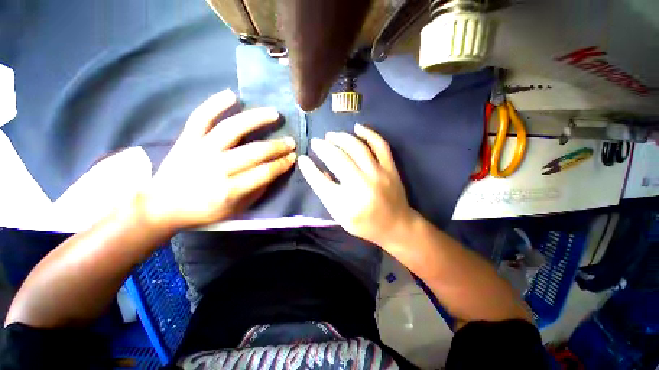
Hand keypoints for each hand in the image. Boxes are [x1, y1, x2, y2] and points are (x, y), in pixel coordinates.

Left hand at [140, 89, 295, 229]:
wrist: (162, 206)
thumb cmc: (203, 211)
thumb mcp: (236, 209)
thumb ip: (257, 190)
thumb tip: (274, 171)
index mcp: (229, 190)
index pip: (265, 173)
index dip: (282, 164)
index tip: (293, 157)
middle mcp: (216, 168)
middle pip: (254, 152)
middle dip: (278, 146)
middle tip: (291, 141)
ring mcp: (199, 151)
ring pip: (232, 129)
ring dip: (257, 119)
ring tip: (274, 114)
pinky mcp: (186, 140)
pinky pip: (201, 117)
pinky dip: (215, 104)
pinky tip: (233, 95)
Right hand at [298, 123, 414, 245]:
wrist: (396, 226)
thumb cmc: (365, 224)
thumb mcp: (341, 217)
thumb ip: (328, 194)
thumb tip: (319, 170)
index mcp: (346, 204)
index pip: (320, 181)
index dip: (308, 168)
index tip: (302, 158)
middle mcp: (362, 186)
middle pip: (337, 159)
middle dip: (322, 147)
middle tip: (316, 142)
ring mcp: (378, 174)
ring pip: (357, 147)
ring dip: (341, 137)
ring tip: (331, 135)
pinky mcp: (390, 168)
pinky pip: (380, 145)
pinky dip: (368, 133)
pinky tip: (356, 128)